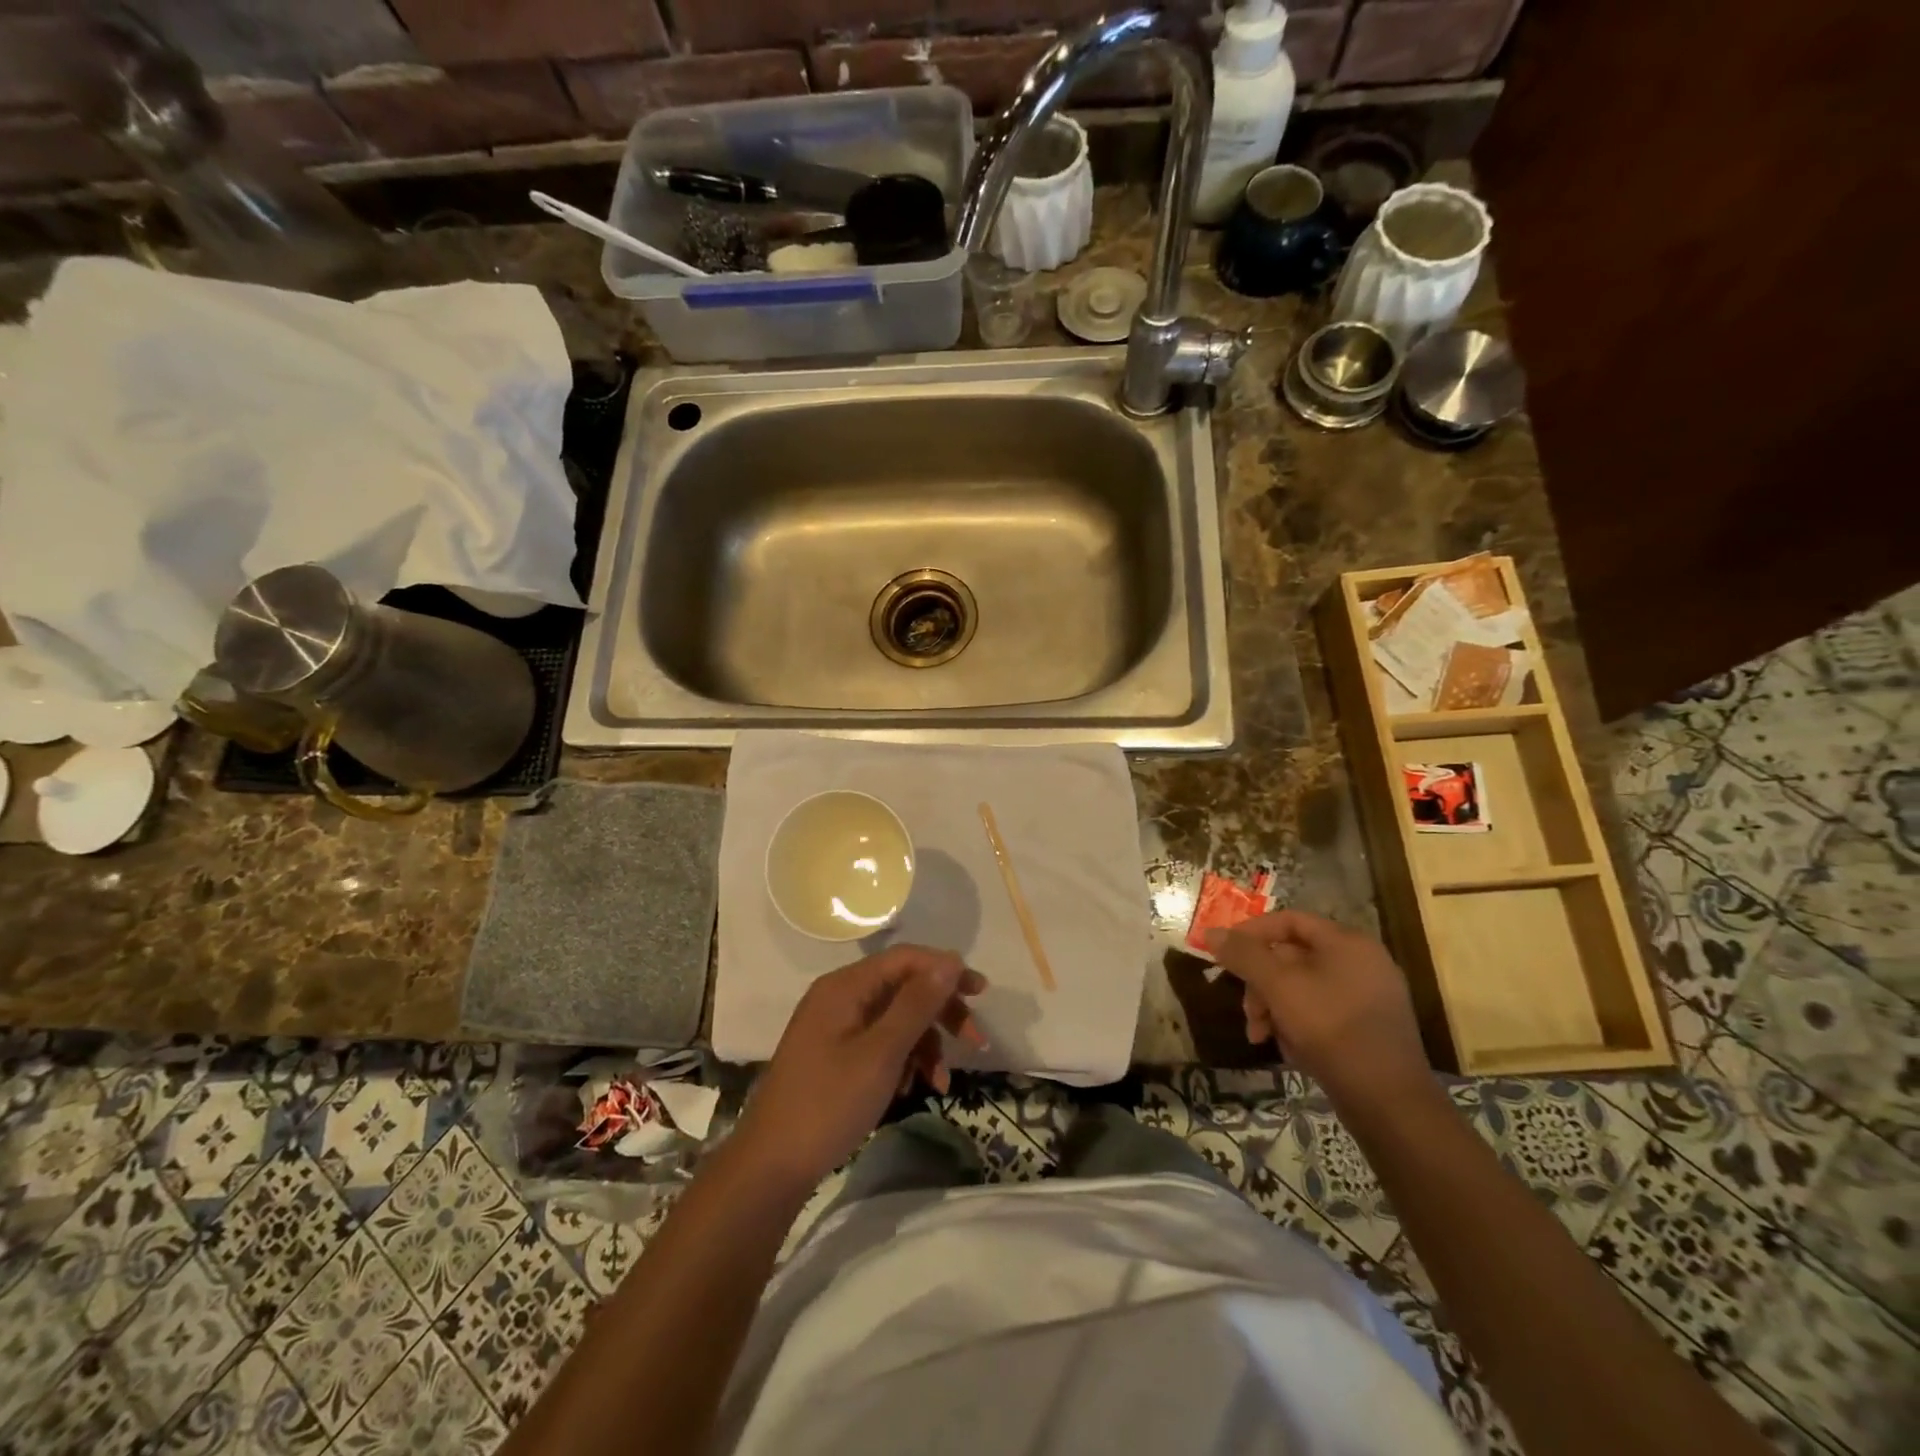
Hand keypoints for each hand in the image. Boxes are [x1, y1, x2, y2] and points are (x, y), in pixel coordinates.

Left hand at [737, 945, 986, 1189]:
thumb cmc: (829, 1103)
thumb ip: (916, 1004)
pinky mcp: (835, 1054)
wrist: (772, 1166)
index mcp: (845, 987)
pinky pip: (880, 1042)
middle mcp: (840, 997)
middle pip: (903, 987)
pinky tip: (912, 1088)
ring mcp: (836, 1027)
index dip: (945, 970)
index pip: (905, 959)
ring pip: (895, 1019)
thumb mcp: (881, 1053)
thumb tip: (949, 960)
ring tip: (941, 1081)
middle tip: (975, 1040)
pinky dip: (903, 1060)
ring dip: (925, 1044)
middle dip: (940, 1012)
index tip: (980, 993)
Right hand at [1206, 909, 1429, 1106]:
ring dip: (1274, 1007)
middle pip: (1293, 957)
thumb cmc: (1331, 1028)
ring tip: (1261, 1036)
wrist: (1389, 1101)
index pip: (1289, 920)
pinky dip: (1298, 1025)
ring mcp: (1369, 997)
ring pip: (1303, 988)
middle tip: (1247, 1011)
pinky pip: (1321, 1012)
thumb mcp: (1278, 986)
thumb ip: (1244, 955)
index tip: (1224, 954)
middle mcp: (1362, 962)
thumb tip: (1212, 933)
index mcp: (1347, 943)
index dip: (1252, 932)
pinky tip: (1289, 1049)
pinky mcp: (1369, 1029)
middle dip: (1261, 983)